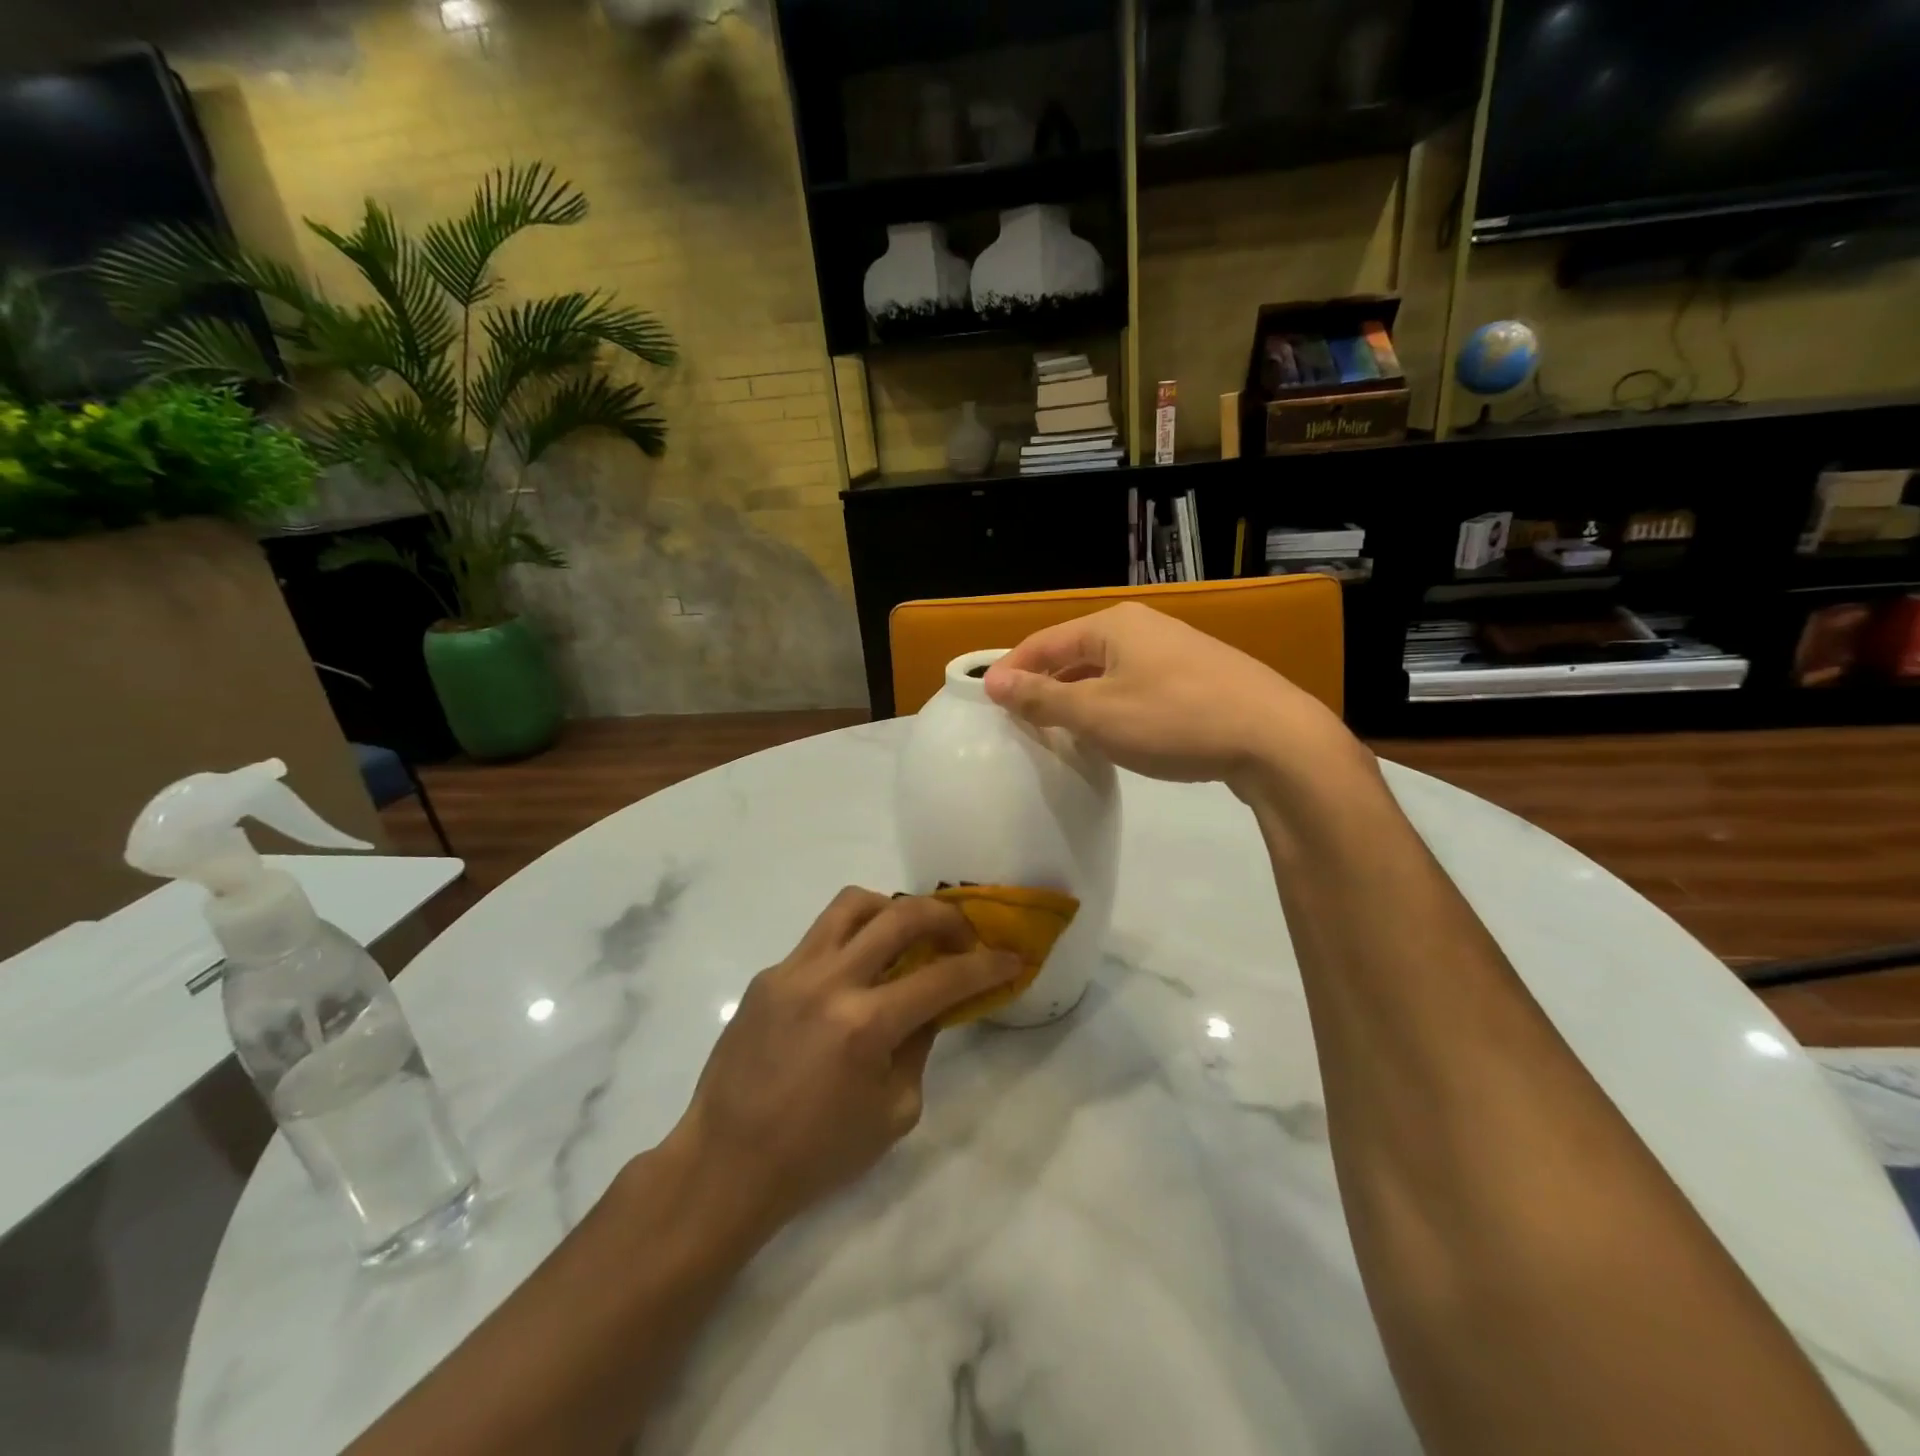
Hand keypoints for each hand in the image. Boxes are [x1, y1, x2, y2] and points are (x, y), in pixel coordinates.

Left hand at [665, 889, 1020, 1248]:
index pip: (943, 978)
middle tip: (961, 936)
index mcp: (865, 1025)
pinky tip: (853, 979)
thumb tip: (932, 1004)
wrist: (726, 1163)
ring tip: (906, 936)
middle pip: (901, 915)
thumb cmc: (817, 1153)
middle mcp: (829, 982)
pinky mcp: (768, 975)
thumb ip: (919, 1046)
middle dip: (945, 917)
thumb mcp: (892, 1112)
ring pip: (852, 904)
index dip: (986, 965)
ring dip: (892, 910)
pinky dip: (850, 944)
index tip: (1010, 958)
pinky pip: (819, 938)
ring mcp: (792, 971)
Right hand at [982, 602, 1358, 793]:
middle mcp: (1142, 628)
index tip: (988, 704)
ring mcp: (1175, 651)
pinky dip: (1112, 706)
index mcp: (1112, 626)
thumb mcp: (1097, 714)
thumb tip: (994, 681)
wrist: (1274, 739)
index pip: (1044, 642)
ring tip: (1059, 732)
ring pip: (1108, 672)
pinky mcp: (1198, 678)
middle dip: (1046, 686)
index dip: (1012, 671)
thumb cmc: (1173, 720)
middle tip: (1021, 722)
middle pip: (1076, 654)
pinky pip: (1137, 686)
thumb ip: (1043, 698)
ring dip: (1079, 699)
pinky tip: (1112, 734)